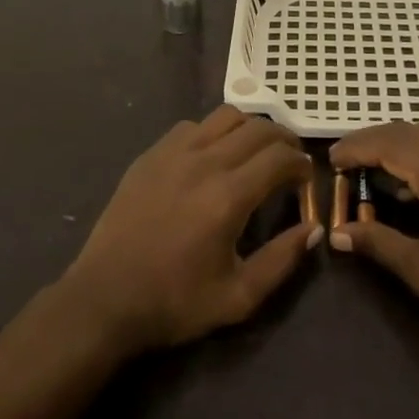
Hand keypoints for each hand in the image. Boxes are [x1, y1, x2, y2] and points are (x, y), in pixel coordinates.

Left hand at [61, 106, 317, 354]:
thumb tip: (314, 228)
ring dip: (249, 128)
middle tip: (289, 161)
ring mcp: (174, 152)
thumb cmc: (175, 302)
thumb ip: (282, 260)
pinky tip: (212, 157)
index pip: (280, 156)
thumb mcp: (238, 297)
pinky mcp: (152, 153)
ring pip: (226, 116)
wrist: (105, 298)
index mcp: (229, 196)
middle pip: (258, 127)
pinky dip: (213, 132)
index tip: (306, 178)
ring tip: (254, 152)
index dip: (301, 163)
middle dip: (283, 139)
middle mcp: (205, 161)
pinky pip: (193, 125)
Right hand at [331, 122, 418, 359]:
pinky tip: (406, 185)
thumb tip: (337, 233)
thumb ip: (377, 243)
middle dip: (372, 140)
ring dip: (396, 143)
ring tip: (368, 166)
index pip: (389, 144)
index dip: (356, 148)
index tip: (329, 160)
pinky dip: (418, 152)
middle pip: (408, 131)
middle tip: (343, 160)